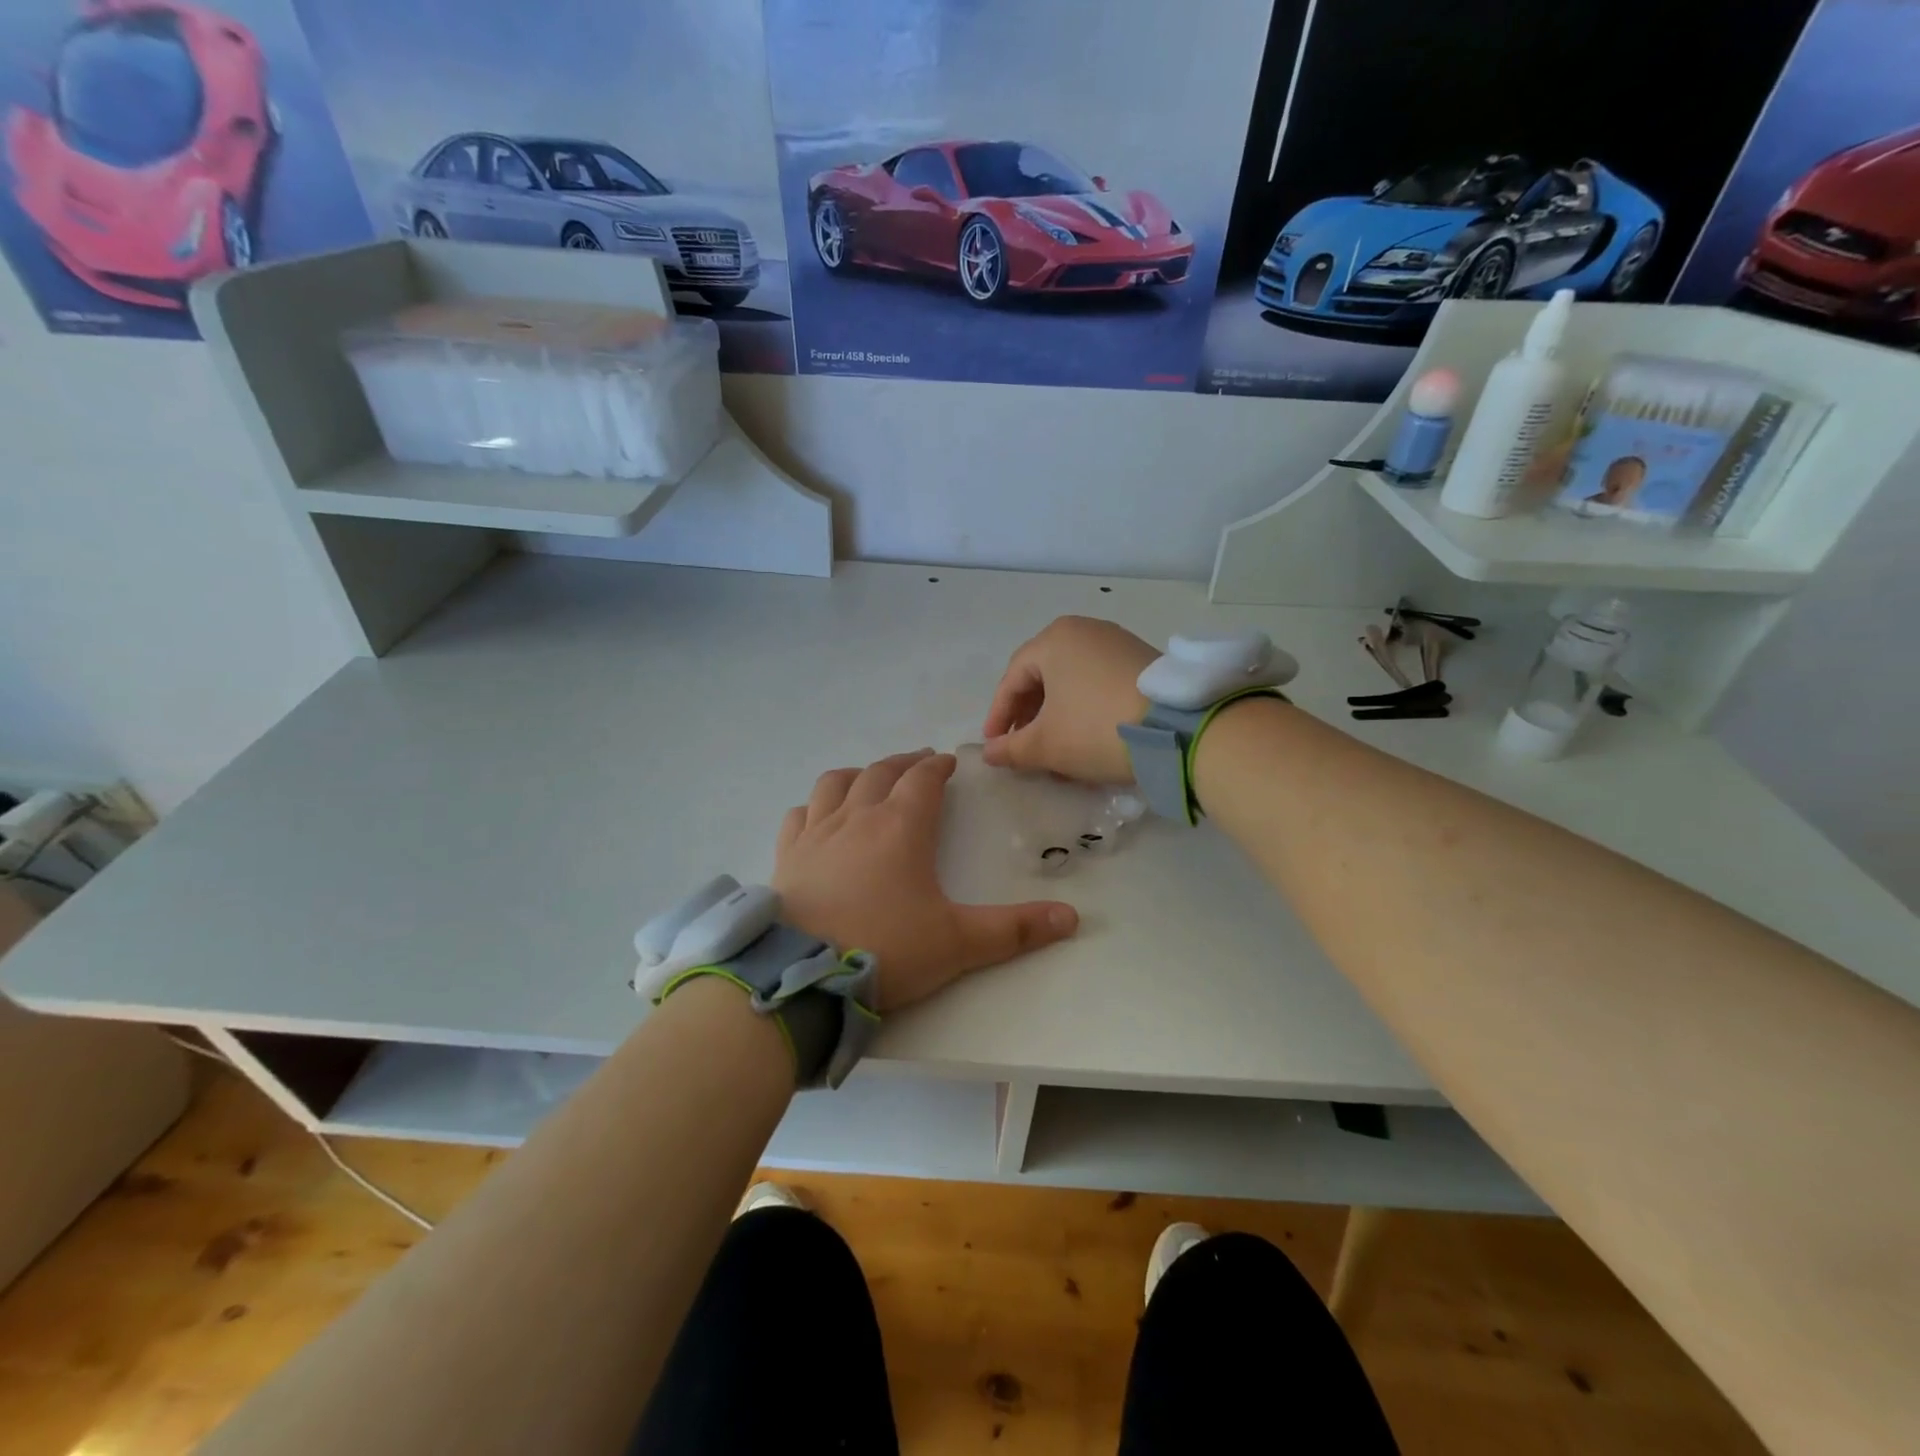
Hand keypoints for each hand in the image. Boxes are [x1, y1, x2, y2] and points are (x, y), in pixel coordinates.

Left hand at [775, 750, 1078, 1012]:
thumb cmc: (886, 949)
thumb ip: (1015, 930)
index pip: (923, 780)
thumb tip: (1072, 917)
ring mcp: (817, 833)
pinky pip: (799, 815)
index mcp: (901, 826)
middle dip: (903, 763)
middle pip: (881, 772)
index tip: (948, 762)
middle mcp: (857, 817)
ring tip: (870, 778)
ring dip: (858, 774)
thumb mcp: (958, 943)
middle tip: (919, 763)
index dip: (938, 766)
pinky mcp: (788, 856)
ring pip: (836, 784)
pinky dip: (814, 806)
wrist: (804, 977)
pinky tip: (818, 815)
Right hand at [982, 616, 1155, 783]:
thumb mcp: (1047, 745)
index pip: (1012, 679)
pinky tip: (1088, 735)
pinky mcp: (1143, 660)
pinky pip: (1099, 681)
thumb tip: (989, 753)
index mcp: (1054, 640)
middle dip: (1029, 714)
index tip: (995, 745)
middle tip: (1023, 745)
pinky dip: (1084, 707)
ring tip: (1055, 747)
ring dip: (1057, 714)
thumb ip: (1011, 749)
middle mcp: (1084, 630)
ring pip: (1072, 680)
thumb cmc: (1097, 728)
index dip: (999, 715)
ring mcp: (1117, 642)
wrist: (1180, 729)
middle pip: (1042, 675)